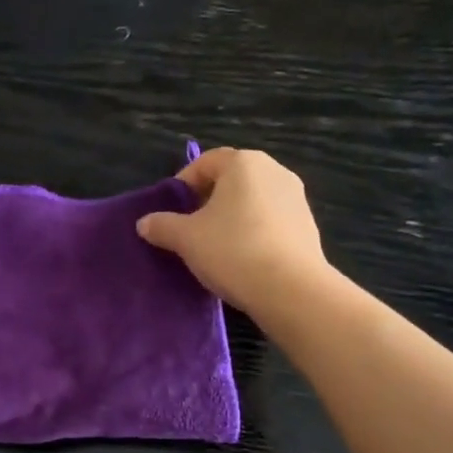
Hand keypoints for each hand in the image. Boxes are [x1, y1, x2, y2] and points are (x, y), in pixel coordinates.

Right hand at [136, 147, 329, 319]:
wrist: (291, 289)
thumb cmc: (233, 251)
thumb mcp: (186, 239)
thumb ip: (162, 226)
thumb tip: (144, 223)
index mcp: (243, 163)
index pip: (205, 162)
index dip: (183, 184)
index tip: (171, 211)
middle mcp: (274, 171)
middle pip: (232, 180)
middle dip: (208, 201)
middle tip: (190, 228)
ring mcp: (296, 198)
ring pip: (253, 201)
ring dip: (232, 217)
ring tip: (215, 247)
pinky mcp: (308, 226)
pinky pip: (271, 221)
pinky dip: (254, 232)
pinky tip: (243, 259)